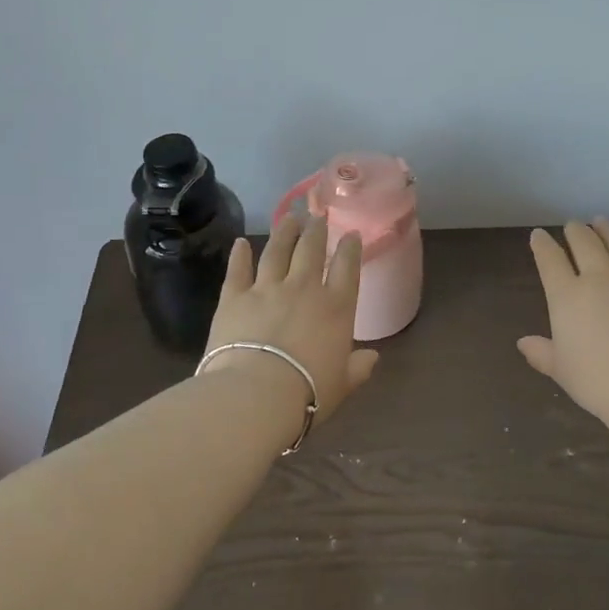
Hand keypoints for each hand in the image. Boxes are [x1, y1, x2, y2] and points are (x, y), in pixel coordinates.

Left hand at [203, 215, 379, 427]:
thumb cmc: (308, 392)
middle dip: (317, 230)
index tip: (352, 234)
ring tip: (289, 217)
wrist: (256, 394)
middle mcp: (304, 289)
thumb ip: (358, 368)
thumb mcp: (343, 385)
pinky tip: (241, 243)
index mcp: (337, 308)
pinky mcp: (235, 297)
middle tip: (317, 215)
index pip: (348, 268)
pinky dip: (239, 255)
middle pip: (312, 250)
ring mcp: (268, 289)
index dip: (351, 248)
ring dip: (285, 232)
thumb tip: (373, 358)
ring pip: (278, 251)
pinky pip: (238, 270)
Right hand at [518, 218, 608, 429]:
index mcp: (568, 296)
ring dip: (607, 230)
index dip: (542, 245)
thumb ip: (541, 352)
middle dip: (575, 231)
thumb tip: (523, 343)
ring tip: (601, 222)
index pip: (550, 259)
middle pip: (584, 242)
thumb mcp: (561, 370)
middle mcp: (599, 277)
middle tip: (572, 226)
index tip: (538, 236)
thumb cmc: (598, 382)